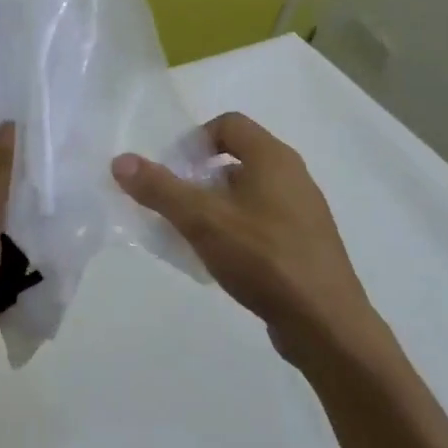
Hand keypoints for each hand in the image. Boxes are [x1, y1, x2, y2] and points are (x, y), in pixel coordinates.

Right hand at [113, 112, 374, 362]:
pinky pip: (261, 222)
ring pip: (247, 193)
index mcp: (273, 158)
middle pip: (236, 158)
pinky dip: (235, 229)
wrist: (326, 324)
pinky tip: (219, 260)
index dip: (194, 139)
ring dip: (214, 206)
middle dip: (198, 177)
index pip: (228, 123)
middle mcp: (292, 176)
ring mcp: (302, 212)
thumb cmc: (263, 258)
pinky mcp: (305, 244)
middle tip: (174, 204)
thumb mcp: (202, 220)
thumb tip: (121, 160)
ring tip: (190, 235)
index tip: (172, 170)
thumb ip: (160, 188)